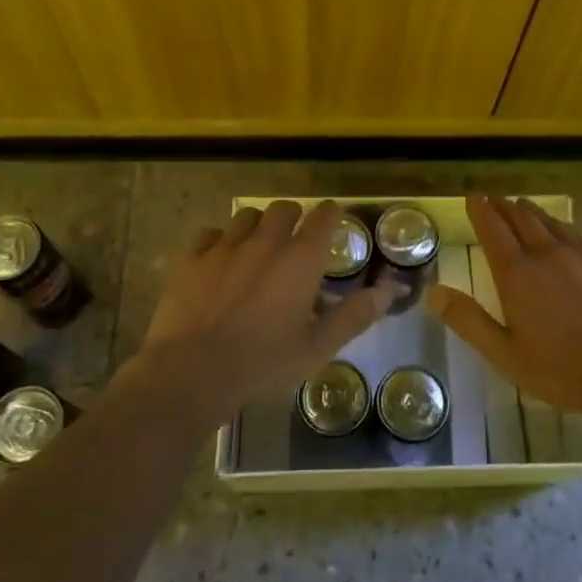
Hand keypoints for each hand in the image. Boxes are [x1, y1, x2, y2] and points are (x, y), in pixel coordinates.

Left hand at [128, 200, 390, 423]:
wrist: (192, 373)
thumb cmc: (264, 363)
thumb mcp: (318, 347)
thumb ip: (355, 314)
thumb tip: (390, 288)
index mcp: (300, 259)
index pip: (324, 216)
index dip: (332, 214)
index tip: (334, 221)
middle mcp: (265, 242)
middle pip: (284, 209)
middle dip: (295, 217)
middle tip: (297, 239)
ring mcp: (224, 247)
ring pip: (247, 216)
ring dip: (258, 225)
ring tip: (259, 248)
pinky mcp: (192, 259)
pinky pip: (210, 234)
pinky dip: (221, 241)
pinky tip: (221, 261)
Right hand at [425, 193, 581, 422]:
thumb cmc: (562, 369)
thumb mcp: (504, 354)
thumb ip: (468, 320)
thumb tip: (432, 292)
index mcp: (518, 273)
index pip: (493, 229)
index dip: (481, 210)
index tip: (473, 197)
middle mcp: (548, 253)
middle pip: (522, 218)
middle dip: (504, 206)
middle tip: (495, 199)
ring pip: (552, 222)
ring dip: (532, 212)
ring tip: (523, 206)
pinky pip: (578, 234)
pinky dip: (562, 227)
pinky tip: (564, 233)